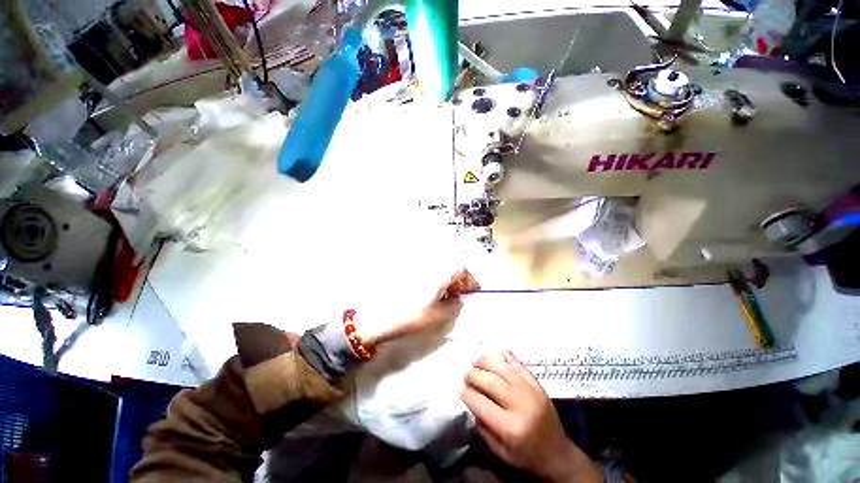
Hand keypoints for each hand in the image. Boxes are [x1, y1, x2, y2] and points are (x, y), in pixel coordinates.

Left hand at [358, 268, 479, 347]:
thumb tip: (460, 299)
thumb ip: (454, 306)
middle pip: (450, 268)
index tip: (474, 292)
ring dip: (446, 281)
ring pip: (439, 270)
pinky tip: (432, 294)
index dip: (470, 281)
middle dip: (458, 281)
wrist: (378, 318)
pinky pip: (428, 273)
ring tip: (447, 297)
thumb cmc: (411, 316)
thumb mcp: (438, 315)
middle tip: (461, 296)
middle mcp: (428, 265)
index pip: (461, 270)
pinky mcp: (408, 273)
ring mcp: (417, 268)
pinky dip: (435, 281)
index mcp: (438, 272)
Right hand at [460, 351, 601, 482]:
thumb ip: (483, 427)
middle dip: (474, 375)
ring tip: (476, 361)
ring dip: (487, 361)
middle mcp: (521, 405)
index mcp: (510, 427)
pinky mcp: (538, 384)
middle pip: (491, 382)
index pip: (481, 403)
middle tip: (465, 373)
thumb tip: (470, 401)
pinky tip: (496, 353)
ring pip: (503, 368)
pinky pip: (519, 364)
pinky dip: (506, 356)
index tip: (459, 388)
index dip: (467, 393)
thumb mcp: (500, 452)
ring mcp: (531, 391)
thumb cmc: (527, 457)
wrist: (559, 455)